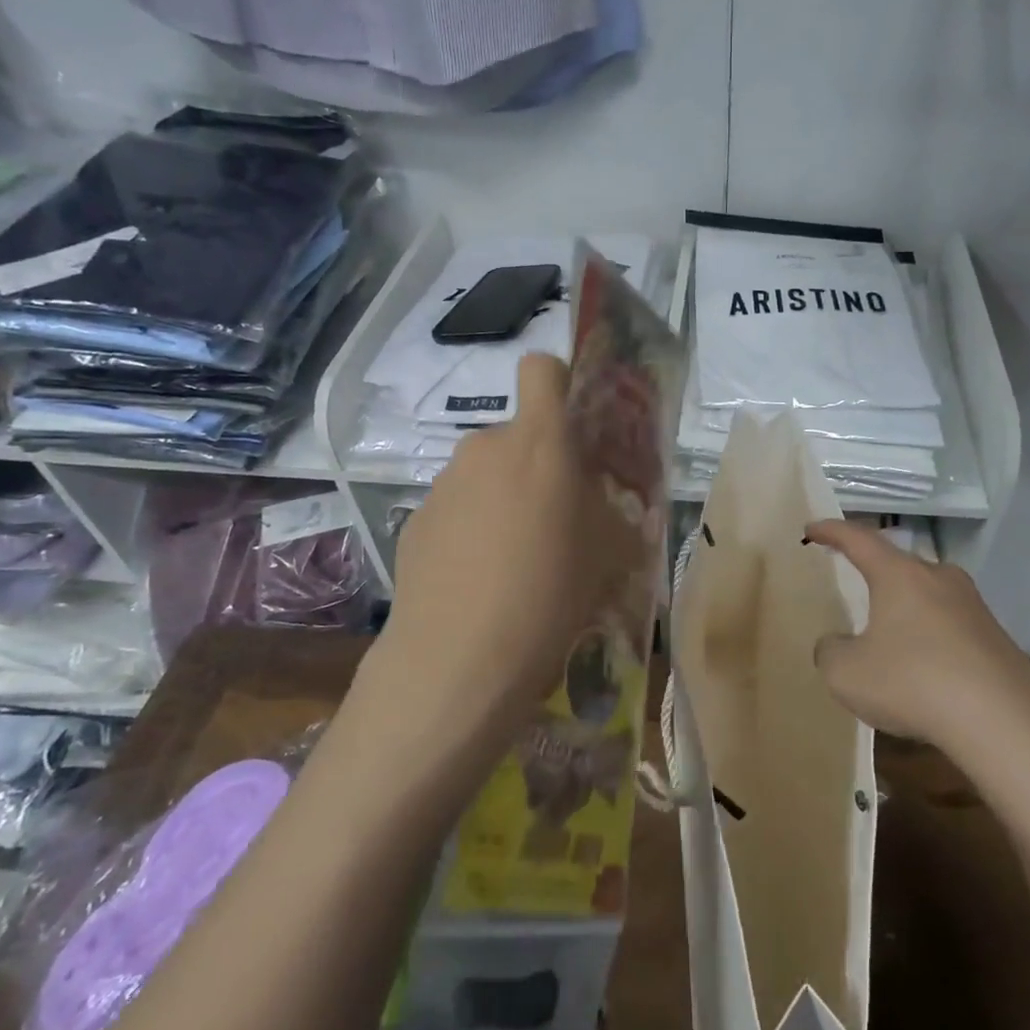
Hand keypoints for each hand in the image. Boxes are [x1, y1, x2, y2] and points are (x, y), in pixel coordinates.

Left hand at [374, 355, 644, 739]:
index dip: (559, 383)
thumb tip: (609, 505)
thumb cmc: (552, 593)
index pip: (542, 369)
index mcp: (540, 442)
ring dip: (503, 498)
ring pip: (486, 474)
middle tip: (556, 519)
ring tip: (515, 560)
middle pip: (517, 434)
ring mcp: (444, 483)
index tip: (573, 426)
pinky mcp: (416, 520)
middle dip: (538, 463)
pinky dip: (471, 529)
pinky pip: (456, 508)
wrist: (460, 659)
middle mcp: (485, 447)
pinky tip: (478, 581)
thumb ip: (614, 512)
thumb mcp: (610, 552)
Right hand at [805, 519, 1029, 750]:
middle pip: (899, 564)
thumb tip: (836, 644)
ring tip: (889, 633)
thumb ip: (831, 651)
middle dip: (874, 572)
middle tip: (854, 580)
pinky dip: (931, 639)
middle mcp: (939, 578)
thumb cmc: (913, 683)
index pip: (858, 539)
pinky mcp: (996, 638)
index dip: (831, 531)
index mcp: (899, 575)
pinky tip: (925, 669)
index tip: (812, 528)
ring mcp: (974, 606)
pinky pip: (951, 627)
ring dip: (906, 609)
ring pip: (928, 595)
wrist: (1005, 722)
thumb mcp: (846, 673)